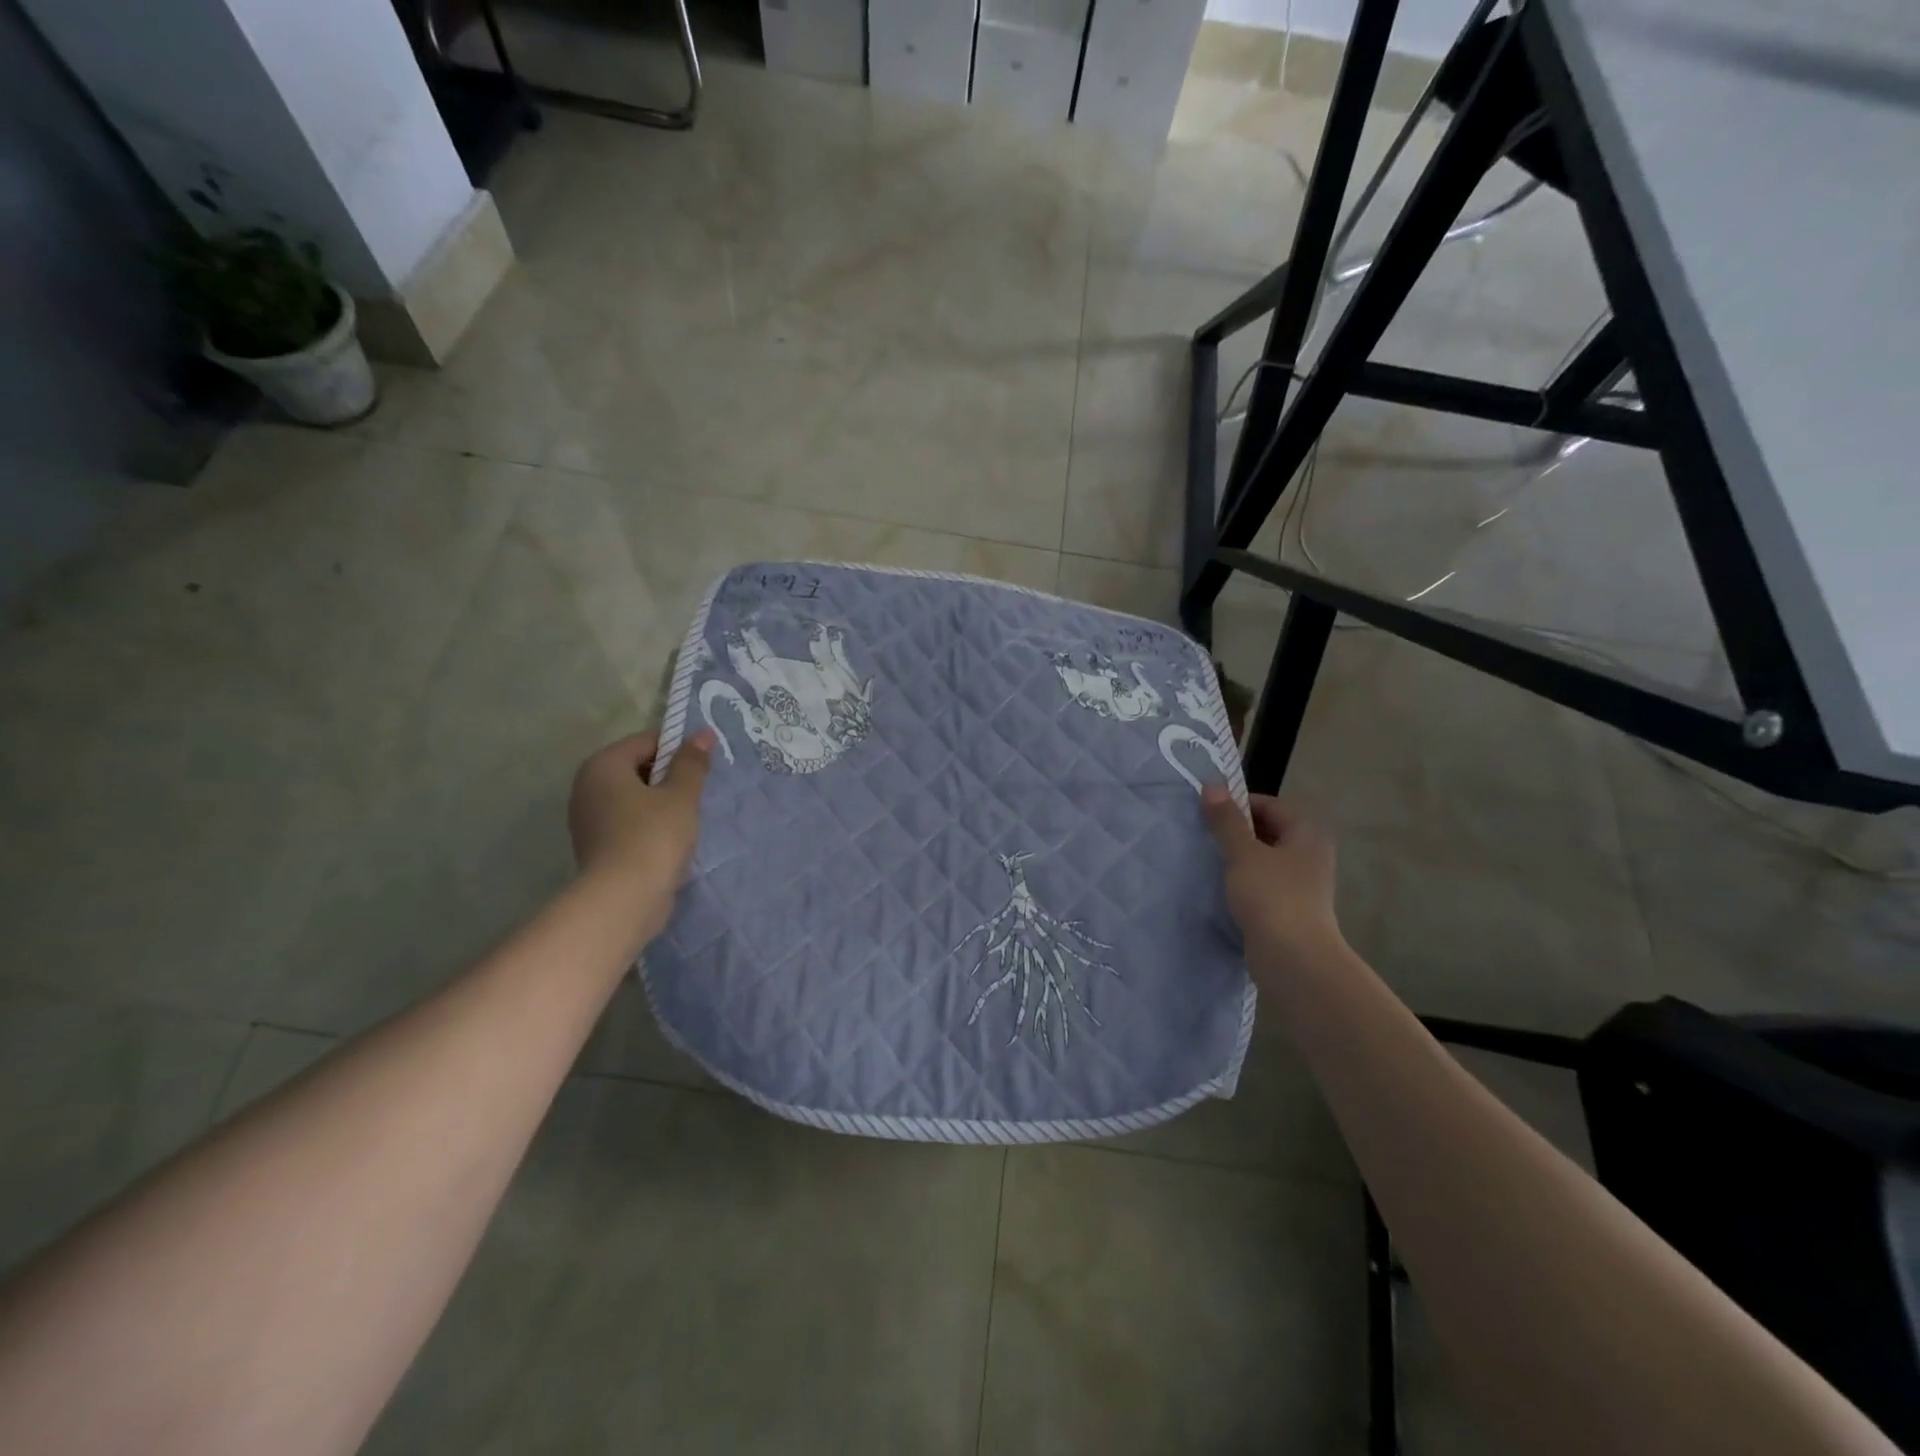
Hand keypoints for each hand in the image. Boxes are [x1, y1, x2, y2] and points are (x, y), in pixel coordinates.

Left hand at [568, 729, 713, 937]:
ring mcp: (588, 819)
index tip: (704, 765)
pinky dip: (649, 825)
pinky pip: (628, 822)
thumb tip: (702, 734)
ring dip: (661, 803)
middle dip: (669, 776)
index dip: (679, 748)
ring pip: (634, 797)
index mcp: (603, 765)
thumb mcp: (681, 795)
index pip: (646, 741)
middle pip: (637, 768)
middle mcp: (587, 787)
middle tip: (698, 792)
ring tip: (688, 817)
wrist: (624, 900)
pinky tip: (671, 839)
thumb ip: (692, 763)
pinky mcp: (596, 846)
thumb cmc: (653, 836)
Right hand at [1201, 787, 1343, 965]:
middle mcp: (1311, 853)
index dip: (1238, 804)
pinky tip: (1222, 887)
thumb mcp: (1243, 853)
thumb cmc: (1271, 896)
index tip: (1207, 812)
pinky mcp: (1292, 908)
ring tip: (1208, 859)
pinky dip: (1244, 880)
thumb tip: (1212, 786)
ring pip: (1265, 858)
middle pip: (1269, 830)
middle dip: (1236, 830)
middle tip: (1203, 834)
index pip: (1270, 804)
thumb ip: (1226, 820)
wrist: (1294, 959)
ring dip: (1239, 857)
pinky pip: (1265, 882)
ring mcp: (1304, 883)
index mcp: (1307, 833)